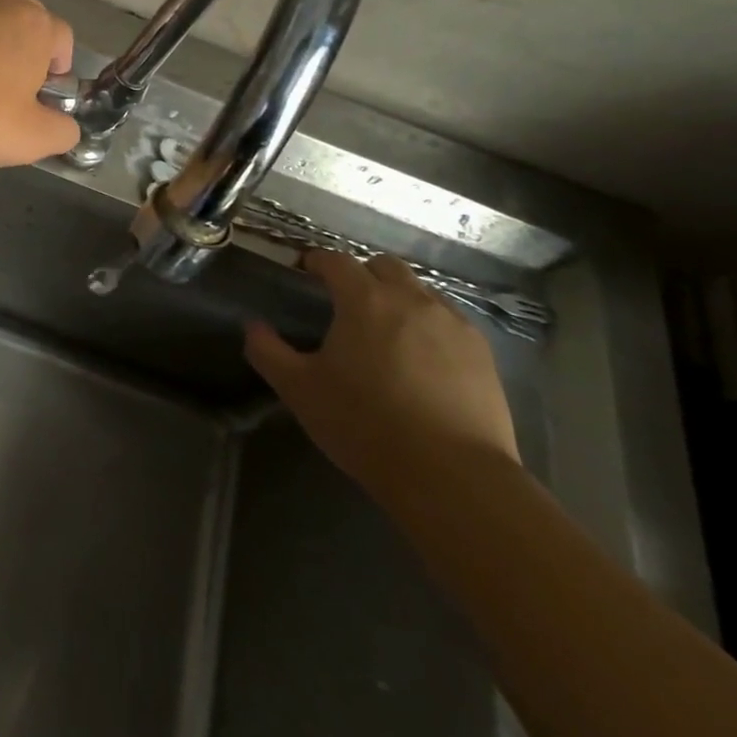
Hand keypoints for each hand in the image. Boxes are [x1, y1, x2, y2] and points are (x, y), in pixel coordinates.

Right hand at [243, 250, 519, 497]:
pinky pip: (450, 322)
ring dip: (398, 298)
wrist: (451, 476)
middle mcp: (412, 300)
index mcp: (365, 300)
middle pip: (384, 267)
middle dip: (361, 274)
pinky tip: (420, 358)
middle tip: (344, 302)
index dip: (316, 261)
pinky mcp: (483, 355)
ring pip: (422, 292)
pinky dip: (429, 325)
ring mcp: (454, 325)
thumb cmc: (364, 424)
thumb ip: (268, 351)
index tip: (304, 272)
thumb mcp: (299, 389)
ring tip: (384, 331)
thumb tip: (253, 327)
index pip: (336, 261)